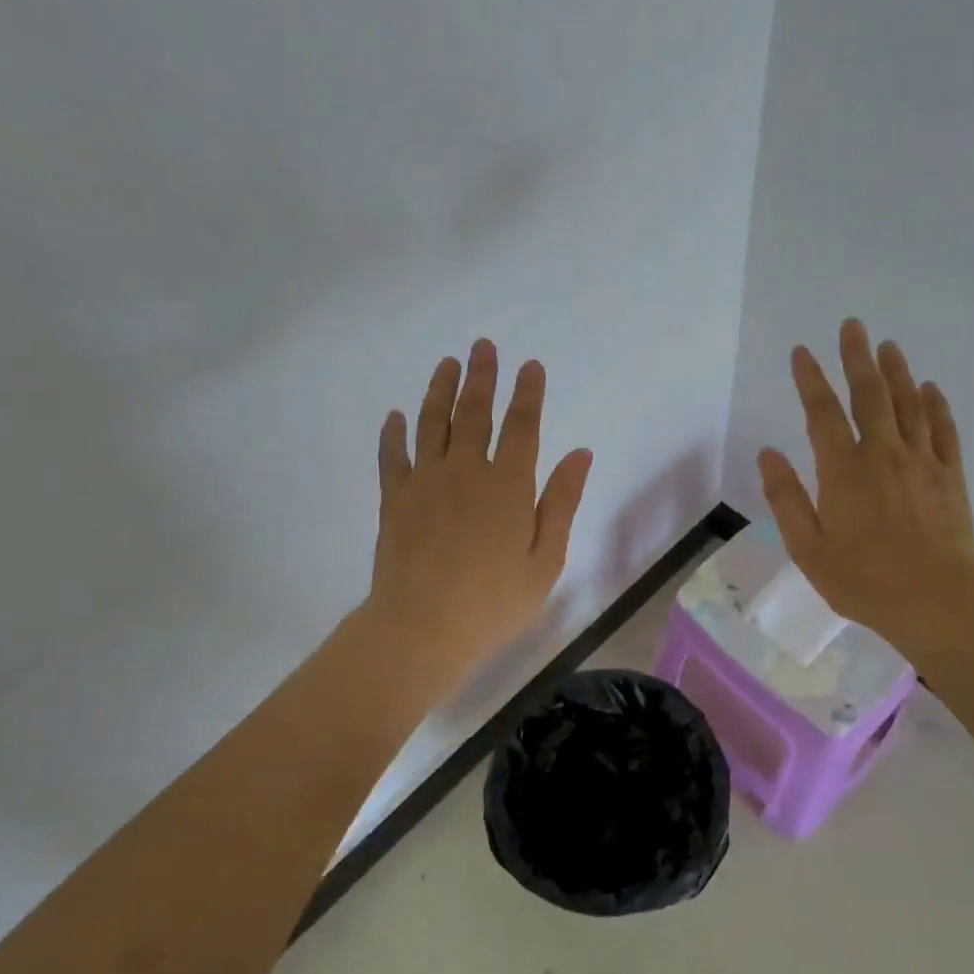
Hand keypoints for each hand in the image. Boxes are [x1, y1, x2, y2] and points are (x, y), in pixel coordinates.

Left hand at [366, 339, 593, 694]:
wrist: (421, 628)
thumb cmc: (493, 602)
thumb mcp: (545, 560)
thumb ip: (561, 503)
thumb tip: (580, 454)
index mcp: (508, 486)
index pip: (522, 427)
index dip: (528, 394)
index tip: (530, 366)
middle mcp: (466, 471)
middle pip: (474, 413)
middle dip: (482, 377)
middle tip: (483, 346)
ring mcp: (425, 482)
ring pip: (432, 424)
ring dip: (440, 390)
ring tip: (447, 363)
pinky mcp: (394, 499)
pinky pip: (392, 456)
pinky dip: (393, 433)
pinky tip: (394, 416)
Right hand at [757, 318, 973, 655]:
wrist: (937, 603)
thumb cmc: (863, 581)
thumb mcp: (808, 548)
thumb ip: (786, 498)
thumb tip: (768, 453)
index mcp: (843, 471)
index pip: (822, 413)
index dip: (810, 379)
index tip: (801, 351)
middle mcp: (883, 454)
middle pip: (869, 395)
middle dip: (857, 358)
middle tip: (852, 325)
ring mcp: (922, 462)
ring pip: (908, 404)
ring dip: (896, 371)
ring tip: (888, 345)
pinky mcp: (950, 476)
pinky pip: (944, 430)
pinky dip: (936, 405)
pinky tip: (930, 389)